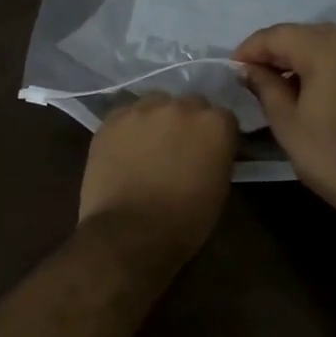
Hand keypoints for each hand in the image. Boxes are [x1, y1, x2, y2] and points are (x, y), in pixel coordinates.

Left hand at [79, 94, 237, 258]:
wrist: (129, 233)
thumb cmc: (184, 221)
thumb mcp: (219, 189)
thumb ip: (218, 157)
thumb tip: (210, 151)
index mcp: (215, 124)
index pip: (223, 117)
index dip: (216, 136)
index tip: (210, 152)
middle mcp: (181, 106)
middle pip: (190, 104)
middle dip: (188, 123)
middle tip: (179, 149)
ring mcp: (143, 109)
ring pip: (156, 103)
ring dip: (157, 120)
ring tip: (149, 147)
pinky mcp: (112, 119)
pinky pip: (126, 115)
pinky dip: (129, 129)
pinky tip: (125, 151)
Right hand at [233, 23, 335, 224]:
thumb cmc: (329, 153)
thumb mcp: (286, 121)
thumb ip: (265, 86)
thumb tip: (248, 69)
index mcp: (324, 50)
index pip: (277, 35)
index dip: (251, 48)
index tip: (233, 67)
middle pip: (304, 34)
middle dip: (275, 50)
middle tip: (253, 75)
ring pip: (327, 44)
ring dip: (300, 56)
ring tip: (279, 83)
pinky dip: (324, 65)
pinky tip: (310, 89)